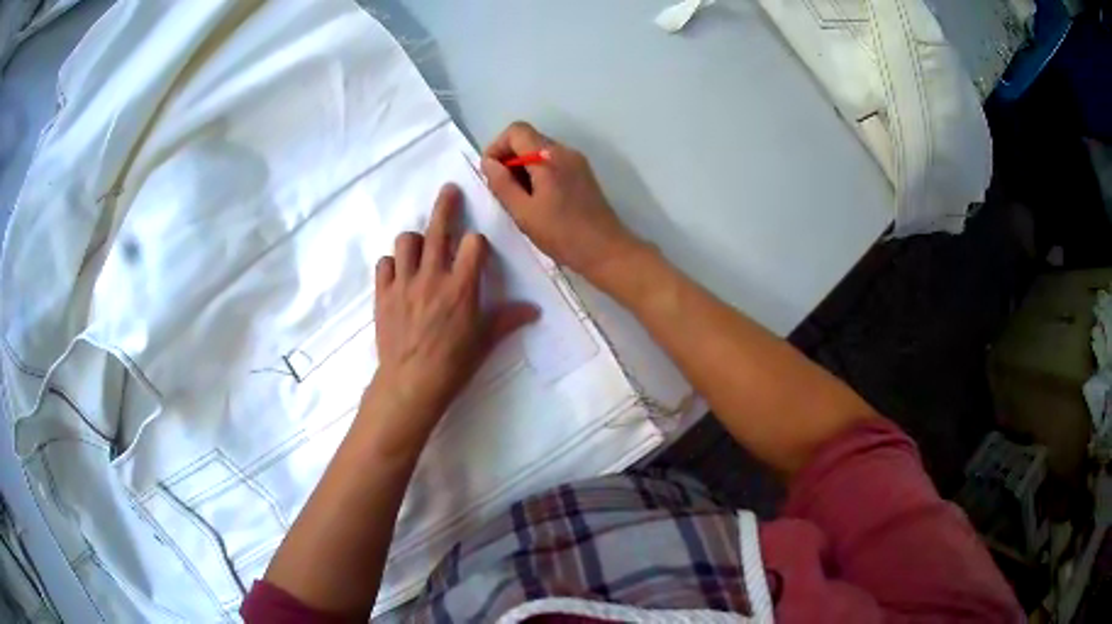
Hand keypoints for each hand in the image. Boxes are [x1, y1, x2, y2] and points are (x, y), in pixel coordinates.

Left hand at [367, 184, 538, 451]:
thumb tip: (535, 310)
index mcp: (461, 286)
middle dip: (446, 206)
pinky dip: (392, 264)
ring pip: (406, 241)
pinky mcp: (383, 294)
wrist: (411, 383)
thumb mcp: (485, 341)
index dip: (477, 242)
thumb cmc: (454, 364)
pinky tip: (398, 272)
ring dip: (415, 238)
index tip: (476, 249)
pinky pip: (384, 264)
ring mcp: (404, 283)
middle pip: (438, 229)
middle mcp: (432, 276)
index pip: (473, 243)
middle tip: (449, 191)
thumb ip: (508, 319)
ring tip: (420, 243)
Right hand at [481, 121, 643, 280]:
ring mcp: (576, 162)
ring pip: (540, 151)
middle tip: (502, 190)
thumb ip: (502, 184)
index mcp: (548, 156)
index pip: (516, 131)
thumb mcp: (523, 212)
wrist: (606, 250)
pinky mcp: (582, 174)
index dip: (497, 147)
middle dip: (509, 158)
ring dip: (523, 167)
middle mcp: (564, 151)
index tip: (491, 173)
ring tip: (518, 199)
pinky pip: (553, 163)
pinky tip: (537, 200)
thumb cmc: (562, 234)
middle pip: (528, 139)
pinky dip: (538, 173)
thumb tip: (488, 162)